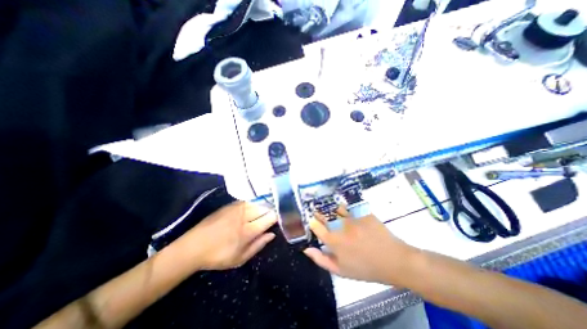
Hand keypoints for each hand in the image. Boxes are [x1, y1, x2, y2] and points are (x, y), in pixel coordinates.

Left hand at [177, 202, 277, 271]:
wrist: (193, 246)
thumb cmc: (218, 256)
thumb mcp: (240, 259)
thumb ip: (258, 245)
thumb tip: (272, 234)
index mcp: (248, 231)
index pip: (269, 217)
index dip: (276, 218)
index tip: (276, 221)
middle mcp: (244, 216)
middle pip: (264, 207)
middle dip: (270, 211)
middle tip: (268, 218)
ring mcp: (236, 208)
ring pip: (256, 202)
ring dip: (261, 207)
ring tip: (260, 213)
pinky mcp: (229, 204)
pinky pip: (246, 201)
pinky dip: (252, 204)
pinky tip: (250, 209)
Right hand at [302, 208, 417, 284]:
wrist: (393, 260)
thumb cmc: (365, 268)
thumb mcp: (341, 271)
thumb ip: (321, 259)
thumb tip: (307, 249)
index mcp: (333, 241)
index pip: (316, 226)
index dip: (313, 222)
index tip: (313, 221)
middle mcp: (340, 226)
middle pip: (324, 214)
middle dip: (319, 213)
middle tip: (320, 215)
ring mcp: (352, 217)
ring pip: (336, 209)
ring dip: (332, 210)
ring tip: (334, 212)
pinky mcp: (362, 212)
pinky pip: (349, 207)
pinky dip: (346, 208)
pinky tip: (347, 211)